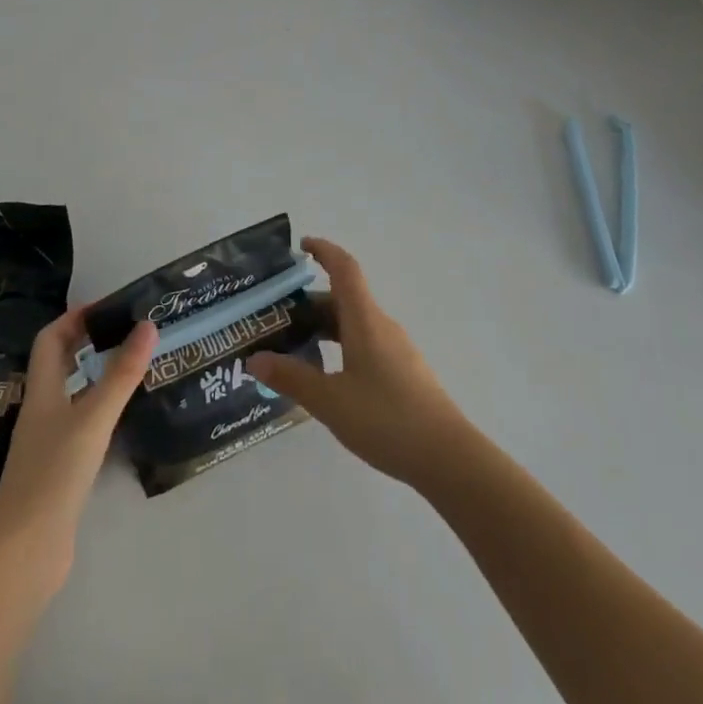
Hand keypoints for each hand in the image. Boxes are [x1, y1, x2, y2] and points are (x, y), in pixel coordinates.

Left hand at [0, 308, 157, 583]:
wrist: (24, 553)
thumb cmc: (53, 474)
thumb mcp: (92, 418)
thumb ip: (121, 374)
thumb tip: (148, 325)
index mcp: (42, 392)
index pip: (50, 340)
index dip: (73, 318)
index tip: (107, 307)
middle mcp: (42, 411)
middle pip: (59, 364)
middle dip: (86, 343)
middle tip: (125, 332)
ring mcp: (48, 443)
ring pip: (71, 395)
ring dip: (95, 376)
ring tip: (132, 366)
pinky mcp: (59, 470)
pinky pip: (80, 425)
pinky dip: (100, 411)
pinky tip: (122, 418)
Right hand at [246, 237, 470, 488]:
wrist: (448, 457)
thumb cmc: (386, 418)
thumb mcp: (330, 401)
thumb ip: (292, 378)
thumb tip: (255, 358)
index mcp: (365, 319)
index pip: (344, 268)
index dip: (324, 250)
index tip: (301, 246)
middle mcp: (382, 326)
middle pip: (345, 298)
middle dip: (311, 302)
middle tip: (279, 317)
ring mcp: (397, 349)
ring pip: (355, 324)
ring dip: (326, 327)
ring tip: (297, 347)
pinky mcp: (404, 372)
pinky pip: (366, 344)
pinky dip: (342, 347)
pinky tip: (329, 377)